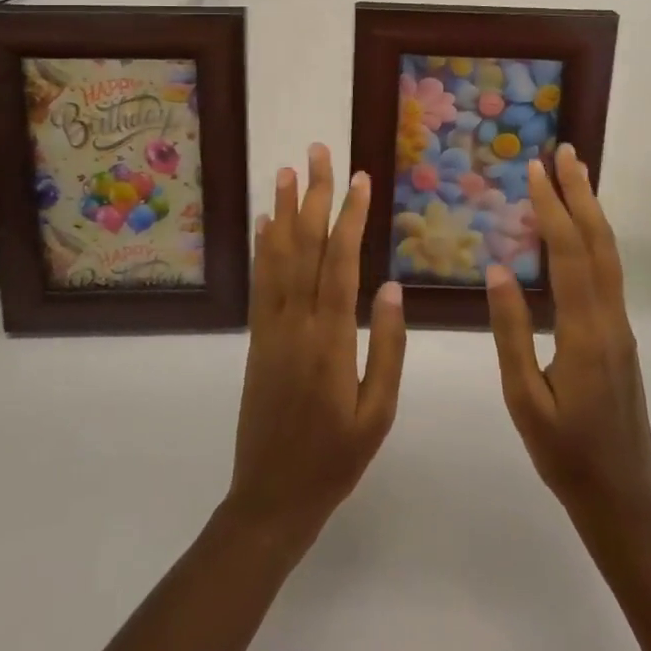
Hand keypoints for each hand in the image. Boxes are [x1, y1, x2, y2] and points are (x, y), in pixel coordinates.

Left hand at [226, 145, 406, 550]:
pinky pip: (259, 283)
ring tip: (287, 171)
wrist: (270, 498)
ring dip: (283, 211)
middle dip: (314, 196)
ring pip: (277, 256)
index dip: (349, 216)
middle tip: (319, 152)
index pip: (340, 262)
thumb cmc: (335, 459)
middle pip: (305, 246)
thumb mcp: (377, 414)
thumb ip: (388, 348)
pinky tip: (265, 222)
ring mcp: (271, 327)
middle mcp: (296, 322)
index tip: (359, 179)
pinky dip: (262, 247)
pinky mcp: (257, 338)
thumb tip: (393, 287)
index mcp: (331, 339)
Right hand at [486, 144, 650, 530]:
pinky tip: (580, 231)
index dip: (553, 209)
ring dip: (592, 211)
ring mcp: (621, 328)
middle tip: (566, 152)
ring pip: (609, 256)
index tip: (536, 170)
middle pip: (599, 243)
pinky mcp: (620, 336)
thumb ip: (511, 334)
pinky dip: (594, 239)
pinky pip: (608, 274)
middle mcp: (610, 320)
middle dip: (581, 194)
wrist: (622, 498)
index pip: (569, 255)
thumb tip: (498, 271)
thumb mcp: (524, 399)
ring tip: (576, 176)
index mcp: (585, 333)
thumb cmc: (564, 453)